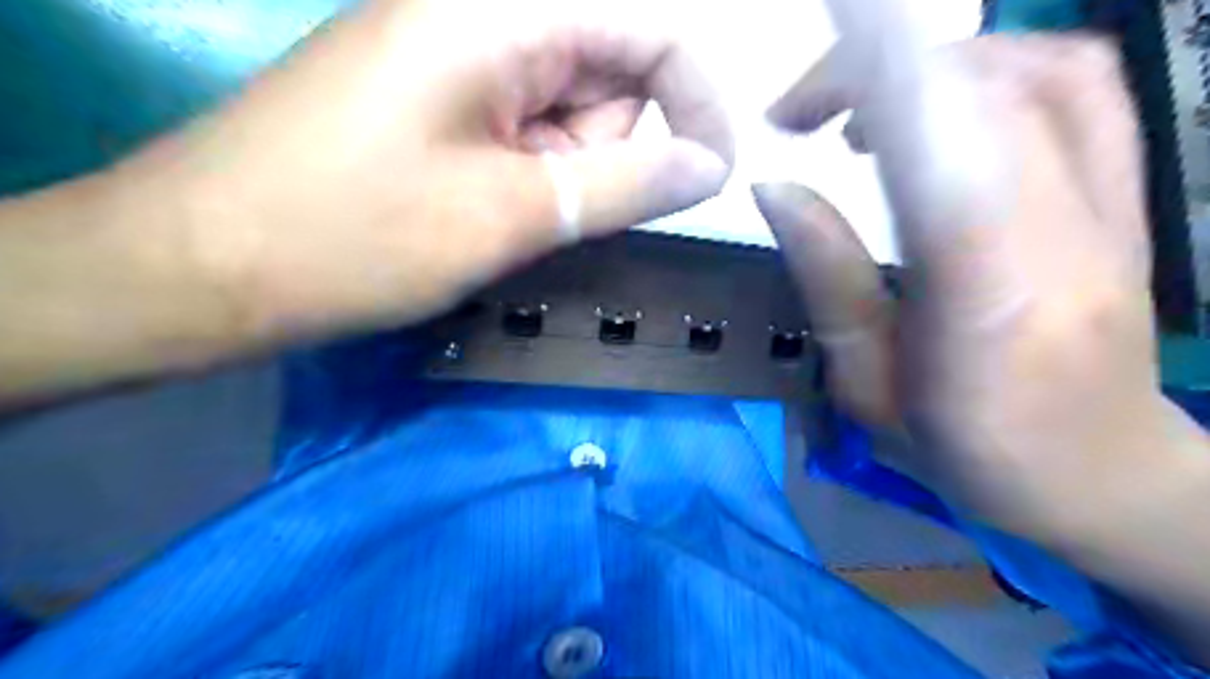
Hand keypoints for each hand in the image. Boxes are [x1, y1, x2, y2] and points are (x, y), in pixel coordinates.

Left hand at [132, 0, 737, 344]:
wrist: (206, 267)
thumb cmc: (358, 236)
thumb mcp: (514, 214)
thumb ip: (627, 183)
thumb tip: (711, 166)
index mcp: (500, 9)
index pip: (652, 28)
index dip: (697, 102)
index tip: (714, 177)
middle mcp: (480, 12)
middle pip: (609, 68)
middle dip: (608, 147)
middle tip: (553, 212)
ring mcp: (452, 55)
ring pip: (566, 107)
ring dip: (563, 170)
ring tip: (505, 218)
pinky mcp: (432, 98)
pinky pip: (523, 127)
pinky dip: (531, 174)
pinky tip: (486, 212)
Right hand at [755, 34, 1187, 546]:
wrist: (1102, 475)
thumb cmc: (968, 452)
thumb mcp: (870, 386)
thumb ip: (829, 280)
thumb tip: (776, 189)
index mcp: (988, 298)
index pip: (944, 144)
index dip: (880, 73)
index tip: (805, 63)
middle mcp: (1065, 235)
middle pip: (986, 89)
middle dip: (879, 69)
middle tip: (804, 112)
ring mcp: (1113, 208)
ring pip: (1039, 70)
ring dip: (934, 66)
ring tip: (866, 112)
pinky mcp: (1127, 197)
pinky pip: (1079, 89)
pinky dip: (998, 70)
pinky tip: (944, 110)